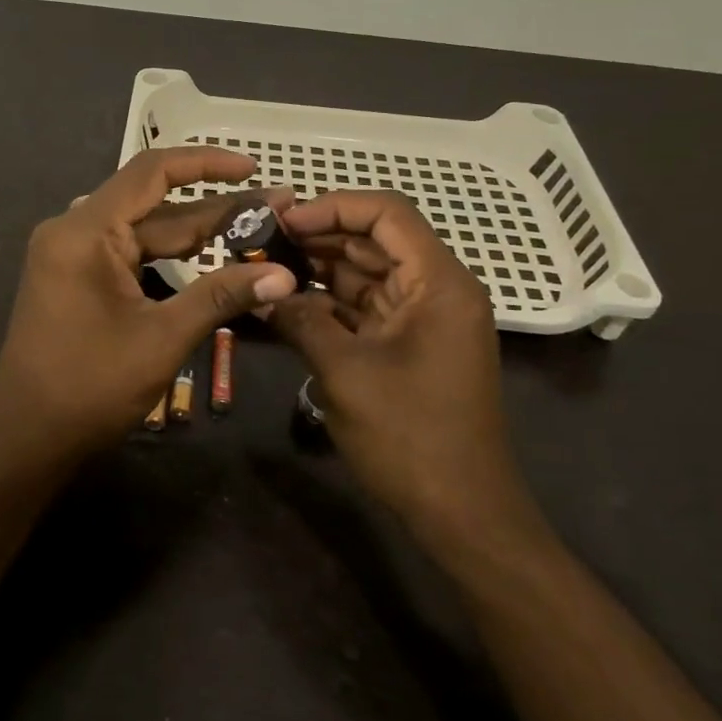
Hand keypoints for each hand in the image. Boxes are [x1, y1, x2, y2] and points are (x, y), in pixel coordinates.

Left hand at [0, 148, 296, 470]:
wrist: (26, 439)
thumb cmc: (89, 387)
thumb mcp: (163, 338)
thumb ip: (221, 297)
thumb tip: (283, 275)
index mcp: (85, 231)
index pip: (151, 172)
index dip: (206, 163)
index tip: (253, 168)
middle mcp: (74, 230)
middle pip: (153, 203)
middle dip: (214, 207)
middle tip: (275, 210)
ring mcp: (72, 254)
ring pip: (145, 231)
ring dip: (196, 233)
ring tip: (254, 230)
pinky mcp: (76, 277)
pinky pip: (130, 253)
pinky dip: (169, 257)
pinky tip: (210, 257)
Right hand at [269, 191, 540, 550]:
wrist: (461, 513)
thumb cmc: (411, 436)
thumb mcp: (345, 372)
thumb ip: (300, 320)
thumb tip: (259, 291)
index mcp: (438, 282)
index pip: (387, 214)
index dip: (333, 207)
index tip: (284, 220)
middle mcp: (435, 289)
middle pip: (374, 240)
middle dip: (318, 237)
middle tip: (261, 241)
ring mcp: (422, 319)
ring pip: (365, 273)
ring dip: (318, 269)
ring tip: (264, 266)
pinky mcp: (407, 345)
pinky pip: (364, 308)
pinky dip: (328, 303)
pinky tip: (285, 303)